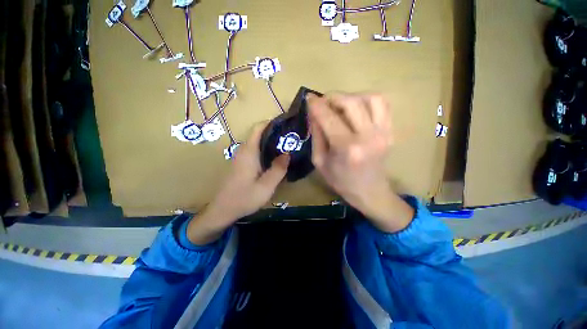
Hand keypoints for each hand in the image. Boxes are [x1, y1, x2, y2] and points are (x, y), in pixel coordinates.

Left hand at [187, 123, 289, 243]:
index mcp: (249, 152)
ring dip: (270, 142)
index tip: (285, 125)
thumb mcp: (266, 186)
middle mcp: (243, 150)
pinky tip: (275, 159)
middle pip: (258, 134)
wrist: (222, 210)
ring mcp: (241, 157)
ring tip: (286, 147)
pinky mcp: (241, 163)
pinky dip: (266, 150)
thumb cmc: (244, 198)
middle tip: (290, 138)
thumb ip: (278, 169)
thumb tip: (287, 153)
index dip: (271, 123)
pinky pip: (255, 151)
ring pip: (257, 143)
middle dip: (274, 133)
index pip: (258, 128)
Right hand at [307, 93, 413, 232]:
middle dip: (333, 97)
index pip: (329, 118)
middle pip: (351, 102)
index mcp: (346, 148)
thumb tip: (314, 113)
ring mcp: (383, 132)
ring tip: (340, 105)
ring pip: (370, 98)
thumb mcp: (320, 161)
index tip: (309, 98)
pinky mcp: (391, 131)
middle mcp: (368, 137)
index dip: (316, 104)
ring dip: (351, 97)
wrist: (370, 192)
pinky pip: (383, 104)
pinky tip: (357, 108)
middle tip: (323, 102)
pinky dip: (368, 99)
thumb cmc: (341, 181)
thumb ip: (316, 135)